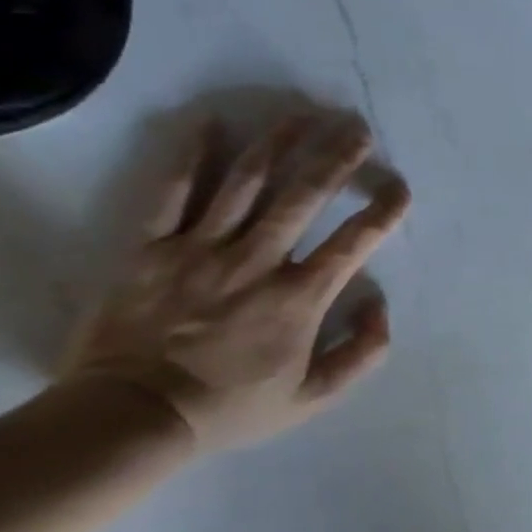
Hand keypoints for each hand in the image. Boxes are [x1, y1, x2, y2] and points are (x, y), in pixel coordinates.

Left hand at [59, 113, 412, 452]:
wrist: (133, 417)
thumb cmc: (231, 407)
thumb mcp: (314, 397)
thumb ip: (361, 353)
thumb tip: (379, 304)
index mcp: (299, 297)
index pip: (355, 241)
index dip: (383, 210)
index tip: (399, 187)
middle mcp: (257, 261)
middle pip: (304, 195)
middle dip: (337, 156)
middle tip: (357, 128)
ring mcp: (201, 249)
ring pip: (246, 182)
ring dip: (279, 142)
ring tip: (302, 114)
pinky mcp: (151, 247)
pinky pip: (172, 191)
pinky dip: (191, 155)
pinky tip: (210, 122)